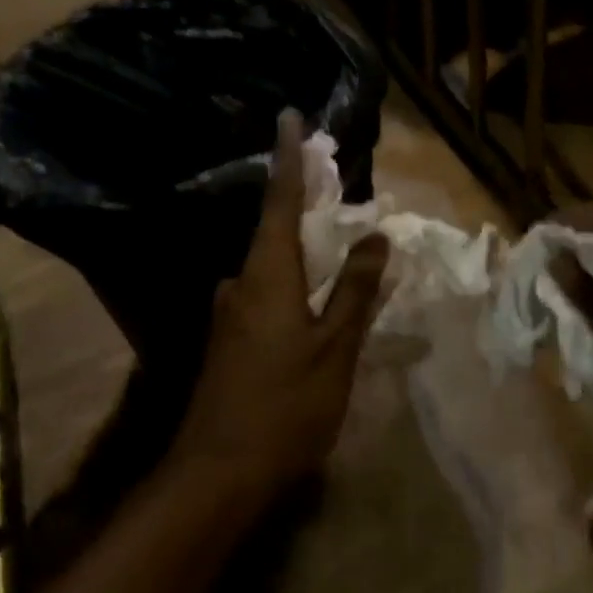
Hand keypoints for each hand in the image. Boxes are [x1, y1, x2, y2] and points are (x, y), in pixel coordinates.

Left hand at [171, 111, 390, 500]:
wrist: (216, 476)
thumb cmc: (285, 407)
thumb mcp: (335, 350)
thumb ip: (356, 290)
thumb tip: (376, 236)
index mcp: (268, 273)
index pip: (281, 199)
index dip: (288, 157)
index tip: (288, 116)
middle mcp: (241, 281)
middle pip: (275, 227)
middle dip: (301, 201)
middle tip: (331, 185)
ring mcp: (229, 311)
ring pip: (270, 263)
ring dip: (299, 246)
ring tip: (334, 245)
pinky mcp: (227, 338)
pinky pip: (265, 290)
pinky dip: (290, 279)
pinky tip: (311, 300)